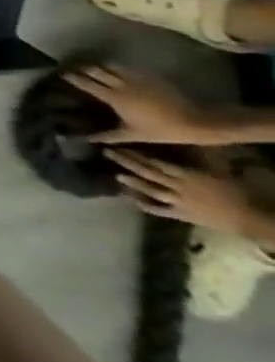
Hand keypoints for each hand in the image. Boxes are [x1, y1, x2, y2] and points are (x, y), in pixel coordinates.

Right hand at [62, 63, 221, 144]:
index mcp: (114, 97)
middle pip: (94, 70)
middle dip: (82, 68)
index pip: (86, 83)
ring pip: (109, 65)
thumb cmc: (165, 131)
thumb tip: (86, 140)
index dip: (71, 77)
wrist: (201, 122)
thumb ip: (108, 136)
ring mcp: (137, 78)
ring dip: (98, 65)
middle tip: (73, 68)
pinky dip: (116, 67)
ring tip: (92, 67)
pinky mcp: (150, 76)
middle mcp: (121, 84)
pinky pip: (126, 68)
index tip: (60, 74)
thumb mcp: (134, 135)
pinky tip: (116, 71)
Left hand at [105, 149, 262, 235]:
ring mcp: (179, 202)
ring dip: (133, 183)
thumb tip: (190, 143)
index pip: (157, 163)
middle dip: (127, 163)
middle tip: (107, 153)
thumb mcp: (219, 171)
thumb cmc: (238, 191)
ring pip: (151, 191)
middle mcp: (179, 187)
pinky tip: (129, 199)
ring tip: (116, 175)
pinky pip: (159, 210)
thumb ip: (202, 159)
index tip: (118, 145)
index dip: (136, 154)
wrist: (253, 218)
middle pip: (149, 174)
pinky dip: (144, 205)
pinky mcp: (182, 216)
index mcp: (188, 175)